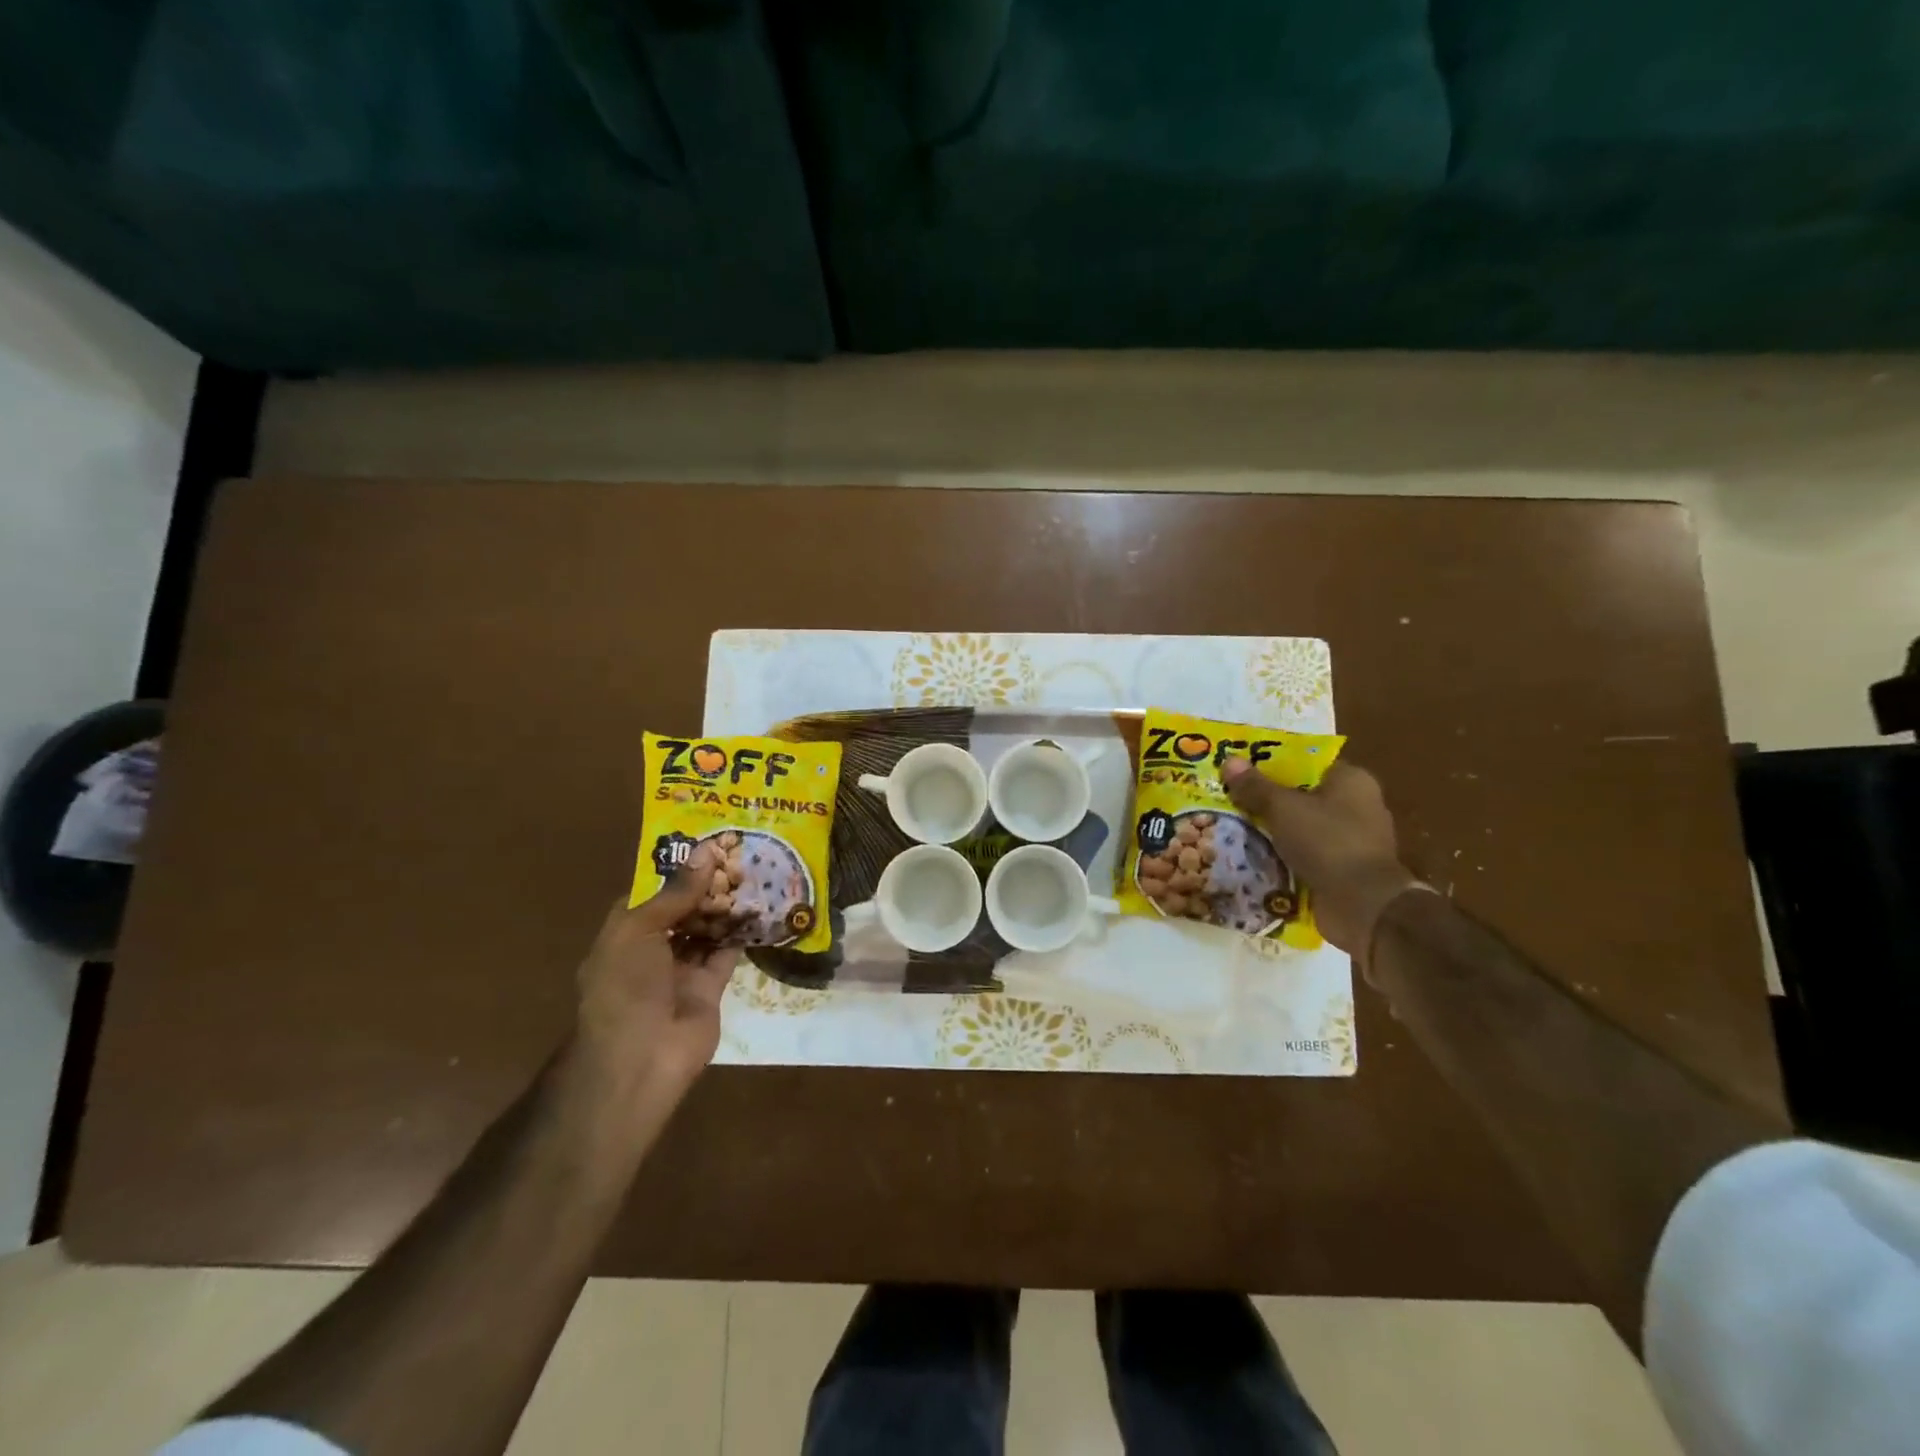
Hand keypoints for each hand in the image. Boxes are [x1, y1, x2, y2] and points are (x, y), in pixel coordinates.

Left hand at [566, 843, 739, 1123]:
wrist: (640, 1059)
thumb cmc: (625, 986)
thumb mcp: (639, 930)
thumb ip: (676, 892)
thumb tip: (706, 850)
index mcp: (625, 933)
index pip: (652, 892)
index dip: (678, 868)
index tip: (708, 843)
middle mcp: (652, 948)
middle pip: (684, 908)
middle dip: (708, 884)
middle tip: (740, 853)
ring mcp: (682, 969)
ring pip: (707, 928)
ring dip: (726, 905)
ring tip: (755, 871)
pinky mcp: (710, 987)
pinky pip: (728, 952)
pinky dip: (742, 932)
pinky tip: (762, 906)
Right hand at [1221, 758, 1422, 961]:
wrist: (1362, 905)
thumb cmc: (1327, 842)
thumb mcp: (1283, 808)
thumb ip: (1255, 786)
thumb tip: (1230, 761)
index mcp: (1351, 781)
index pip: (1307, 763)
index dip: (1273, 765)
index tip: (1241, 771)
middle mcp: (1357, 806)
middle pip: (1301, 796)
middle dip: (1267, 801)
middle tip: (1229, 800)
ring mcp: (1352, 841)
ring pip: (1300, 829)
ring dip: (1272, 832)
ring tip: (1231, 829)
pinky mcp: (1343, 871)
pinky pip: (1305, 856)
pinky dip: (1283, 858)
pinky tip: (1251, 858)